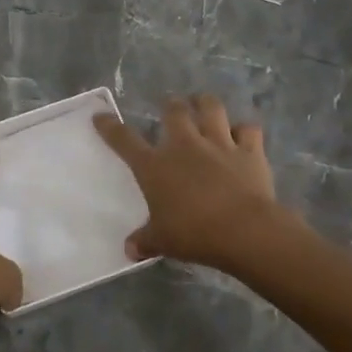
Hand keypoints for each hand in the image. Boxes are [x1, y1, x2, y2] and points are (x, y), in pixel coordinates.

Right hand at [94, 95, 283, 271]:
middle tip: (171, 105)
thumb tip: (129, 249)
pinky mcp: (249, 151)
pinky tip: (242, 134)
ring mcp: (219, 144)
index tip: (101, 117)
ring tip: (202, 102)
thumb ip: (144, 241)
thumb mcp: (162, 241)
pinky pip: (248, 130)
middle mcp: (185, 146)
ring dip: (205, 103)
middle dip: (170, 105)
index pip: (125, 140)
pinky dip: (244, 130)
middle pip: (174, 111)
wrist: (244, 230)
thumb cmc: (194, 234)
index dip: (110, 127)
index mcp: (155, 166)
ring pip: (211, 108)